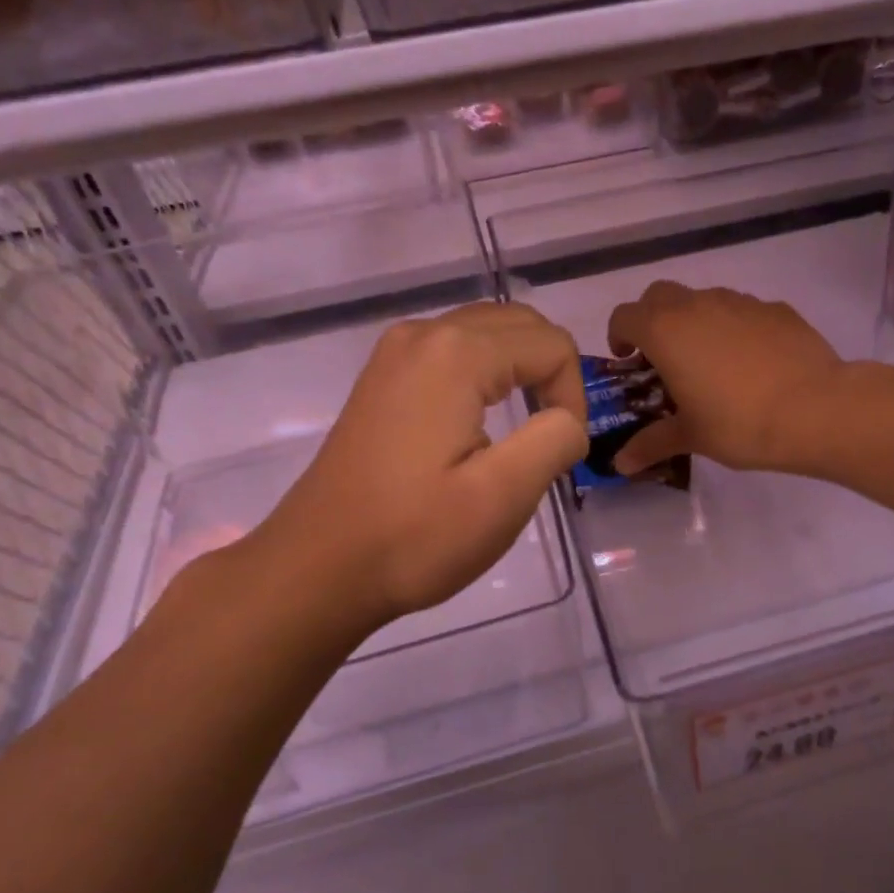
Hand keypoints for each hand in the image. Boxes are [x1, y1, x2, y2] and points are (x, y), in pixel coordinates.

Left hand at [245, 303, 587, 637]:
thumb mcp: (504, 495)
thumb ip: (556, 439)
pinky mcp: (384, 377)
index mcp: (456, 353)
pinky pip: (454, 352)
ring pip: (487, 332)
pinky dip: (487, 374)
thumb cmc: (415, 536)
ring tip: (527, 427)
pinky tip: (483, 421)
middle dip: (552, 372)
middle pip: (520, 324)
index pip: (551, 345)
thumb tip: (568, 421)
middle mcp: (424, 334)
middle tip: (554, 435)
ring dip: (521, 369)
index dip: (574, 396)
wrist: (319, 568)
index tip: (562, 453)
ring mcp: (396, 353)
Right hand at [606, 281, 843, 474]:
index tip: (628, 361)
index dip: (619, 335)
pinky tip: (752, 362)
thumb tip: (620, 465)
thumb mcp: (691, 437)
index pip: (624, 316)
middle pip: (659, 295)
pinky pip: (743, 311)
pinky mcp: (776, 309)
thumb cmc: (739, 423)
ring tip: (710, 362)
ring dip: (695, 321)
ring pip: (703, 299)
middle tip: (663, 357)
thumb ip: (651, 444)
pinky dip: (735, 328)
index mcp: (665, 331)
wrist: (815, 409)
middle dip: (653, 319)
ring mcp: (740, 302)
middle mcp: (697, 305)